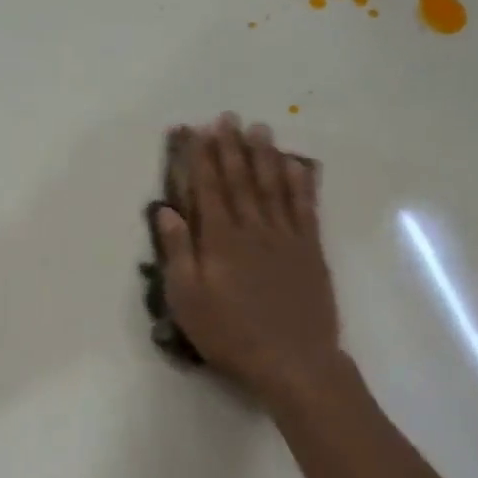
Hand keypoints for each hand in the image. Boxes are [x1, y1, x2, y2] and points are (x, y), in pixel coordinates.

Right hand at [155, 115, 347, 407]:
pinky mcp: (310, 250)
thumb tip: (166, 211)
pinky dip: (300, 183)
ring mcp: (286, 237)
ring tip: (260, 129)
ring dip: (265, 155)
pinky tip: (296, 165)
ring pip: (274, 186)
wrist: (292, 360)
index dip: (201, 158)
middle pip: (241, 179)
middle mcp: (253, 229)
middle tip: (228, 117)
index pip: (208, 188)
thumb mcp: (187, 299)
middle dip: (231, 147)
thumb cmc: (229, 333)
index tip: (197, 131)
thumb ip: (178, 252)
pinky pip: (305, 207)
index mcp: (220, 240)